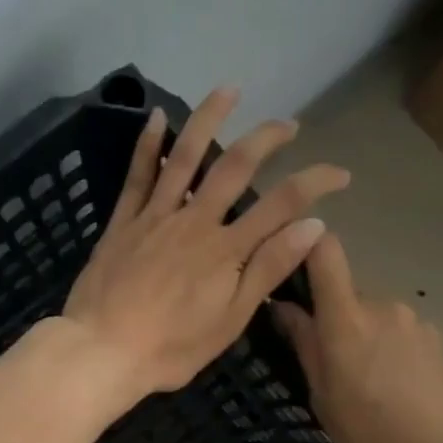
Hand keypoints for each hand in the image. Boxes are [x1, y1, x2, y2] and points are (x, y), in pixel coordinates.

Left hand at [60, 86, 348, 407]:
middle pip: (235, 166)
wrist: (102, 352)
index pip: (282, 204)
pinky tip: (157, 118)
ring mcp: (155, 217)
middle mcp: (194, 221)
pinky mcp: (122, 223)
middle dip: (267, 139)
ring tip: (229, 90)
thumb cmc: (170, 348)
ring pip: (185, 157)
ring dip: (209, 119)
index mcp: (225, 249)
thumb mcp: (230, 320)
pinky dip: (148, 145)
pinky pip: (137, 176)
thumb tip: (313, 226)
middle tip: (287, 124)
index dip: (315, 182)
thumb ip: (267, 270)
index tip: (340, 172)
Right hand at [272, 235, 442, 442]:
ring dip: (363, 336)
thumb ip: (305, 345)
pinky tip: (394, 390)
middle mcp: (384, 308)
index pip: (327, 253)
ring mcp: (416, 323)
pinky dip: (389, 350)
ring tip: (364, 384)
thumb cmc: (371, 441)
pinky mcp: (438, 341)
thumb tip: (285, 308)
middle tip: (327, 364)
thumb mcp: (323, 399)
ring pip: (374, 315)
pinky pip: (400, 333)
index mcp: (347, 320)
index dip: (307, 247)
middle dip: (333, 318)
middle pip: (347, 292)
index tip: (290, 264)